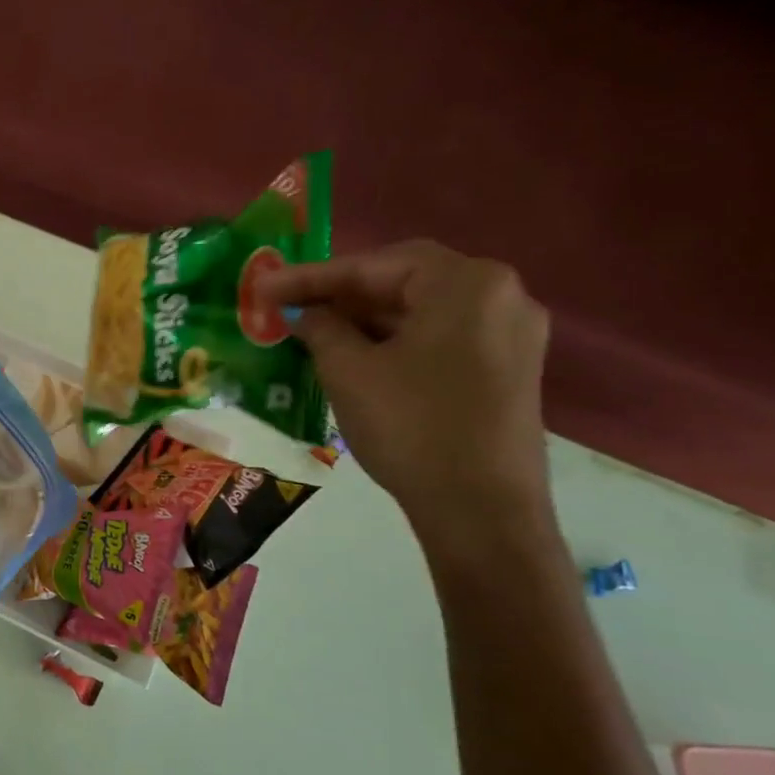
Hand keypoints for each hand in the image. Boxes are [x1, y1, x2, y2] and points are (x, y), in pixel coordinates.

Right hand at [260, 241, 551, 525]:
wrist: (481, 509)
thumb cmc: (411, 426)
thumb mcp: (348, 370)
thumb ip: (321, 328)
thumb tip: (307, 315)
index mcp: (466, 284)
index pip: (373, 265)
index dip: (310, 277)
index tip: (263, 288)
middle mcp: (501, 296)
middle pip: (403, 282)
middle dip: (340, 295)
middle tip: (288, 308)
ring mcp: (510, 335)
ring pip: (420, 311)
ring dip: (364, 319)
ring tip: (313, 333)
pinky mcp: (508, 370)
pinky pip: (439, 337)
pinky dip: (394, 341)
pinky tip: (356, 357)